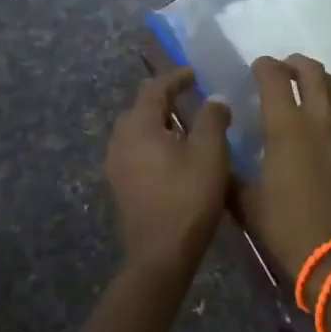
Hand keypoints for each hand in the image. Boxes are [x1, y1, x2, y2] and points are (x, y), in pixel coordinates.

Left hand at [105, 68, 231, 282]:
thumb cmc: (188, 198)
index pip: (154, 88)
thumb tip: (214, 99)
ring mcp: (116, 166)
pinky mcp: (120, 187)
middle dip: (165, 100)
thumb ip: (213, 118)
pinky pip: (136, 152)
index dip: (176, 77)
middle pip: (141, 108)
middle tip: (191, 100)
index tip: (195, 74)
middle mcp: (120, 141)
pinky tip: (174, 157)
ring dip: (159, 123)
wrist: (160, 257)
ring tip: (185, 128)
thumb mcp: (210, 152)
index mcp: (139, 126)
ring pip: (137, 132)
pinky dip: (154, 144)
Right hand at [238, 54, 330, 284]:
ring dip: (323, 81)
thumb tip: (220, 157)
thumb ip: (232, 175)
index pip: (273, 77)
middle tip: (286, 70)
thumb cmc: (290, 231)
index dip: (264, 66)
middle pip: (311, 71)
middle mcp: (320, 117)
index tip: (258, 68)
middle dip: (295, 64)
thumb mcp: (249, 205)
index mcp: (285, 126)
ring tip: (314, 88)